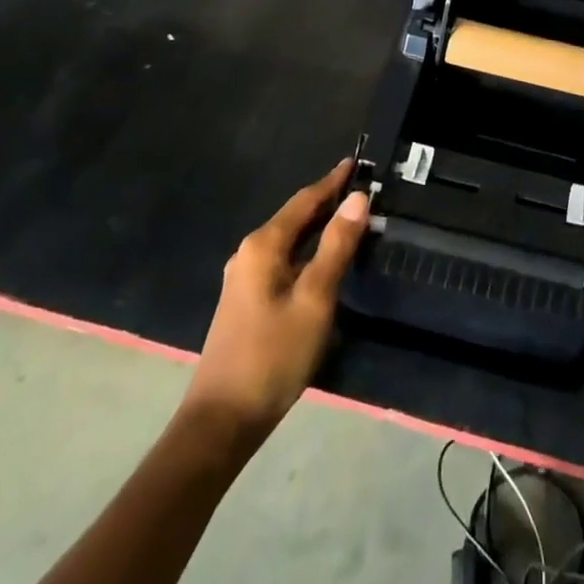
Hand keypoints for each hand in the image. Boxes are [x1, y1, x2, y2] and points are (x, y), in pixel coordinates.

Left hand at [183, 161, 369, 440]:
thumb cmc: (273, 355)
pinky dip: (307, 251)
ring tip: (350, 220)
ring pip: (289, 240)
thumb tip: (358, 197)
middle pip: (295, 217)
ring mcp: (244, 278)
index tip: (356, 163)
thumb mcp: (314, 298)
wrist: (222, 421)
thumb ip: (336, 246)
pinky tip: (322, 261)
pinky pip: (283, 260)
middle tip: (361, 191)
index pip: (304, 200)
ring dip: (318, 228)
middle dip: (327, 202)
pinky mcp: (246, 301)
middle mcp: (249, 253)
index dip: (332, 182)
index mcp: (264, 245)